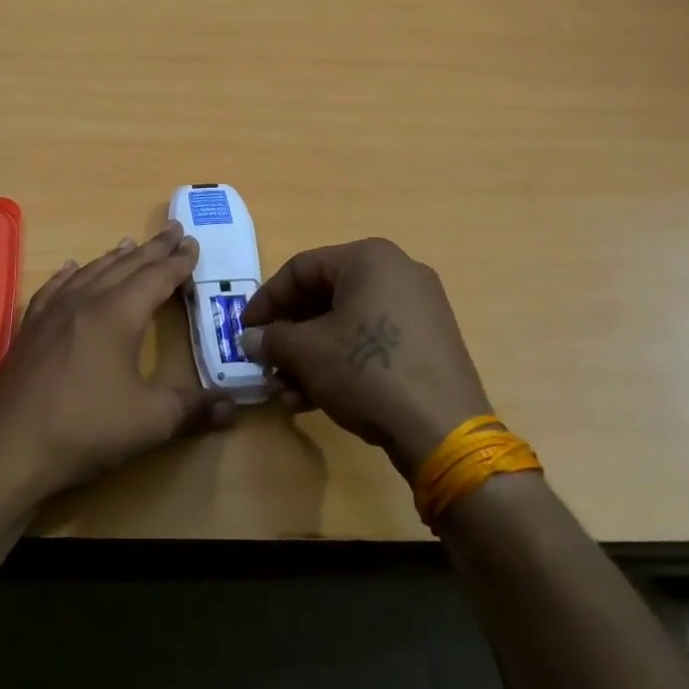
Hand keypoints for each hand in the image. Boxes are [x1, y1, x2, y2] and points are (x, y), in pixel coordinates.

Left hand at [0, 224, 234, 509]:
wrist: (11, 448)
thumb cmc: (86, 429)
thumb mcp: (151, 422)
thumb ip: (195, 409)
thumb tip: (235, 407)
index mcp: (118, 315)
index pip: (156, 278)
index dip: (178, 262)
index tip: (193, 243)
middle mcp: (85, 302)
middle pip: (125, 266)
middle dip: (153, 249)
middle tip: (173, 230)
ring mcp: (52, 312)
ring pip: (90, 272)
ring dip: (115, 257)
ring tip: (130, 244)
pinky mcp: (30, 329)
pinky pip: (53, 288)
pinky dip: (68, 275)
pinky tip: (70, 269)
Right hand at [238, 238, 492, 476]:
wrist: (443, 430)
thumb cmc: (367, 371)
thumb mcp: (307, 353)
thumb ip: (272, 339)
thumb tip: (250, 338)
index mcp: (369, 259)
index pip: (300, 269)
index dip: (266, 300)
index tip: (245, 330)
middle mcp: (397, 272)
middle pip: (324, 297)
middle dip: (289, 335)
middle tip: (266, 362)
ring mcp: (418, 308)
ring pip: (346, 324)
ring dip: (310, 356)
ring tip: (286, 391)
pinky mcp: (429, 342)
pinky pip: (372, 341)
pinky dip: (341, 362)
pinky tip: (314, 398)